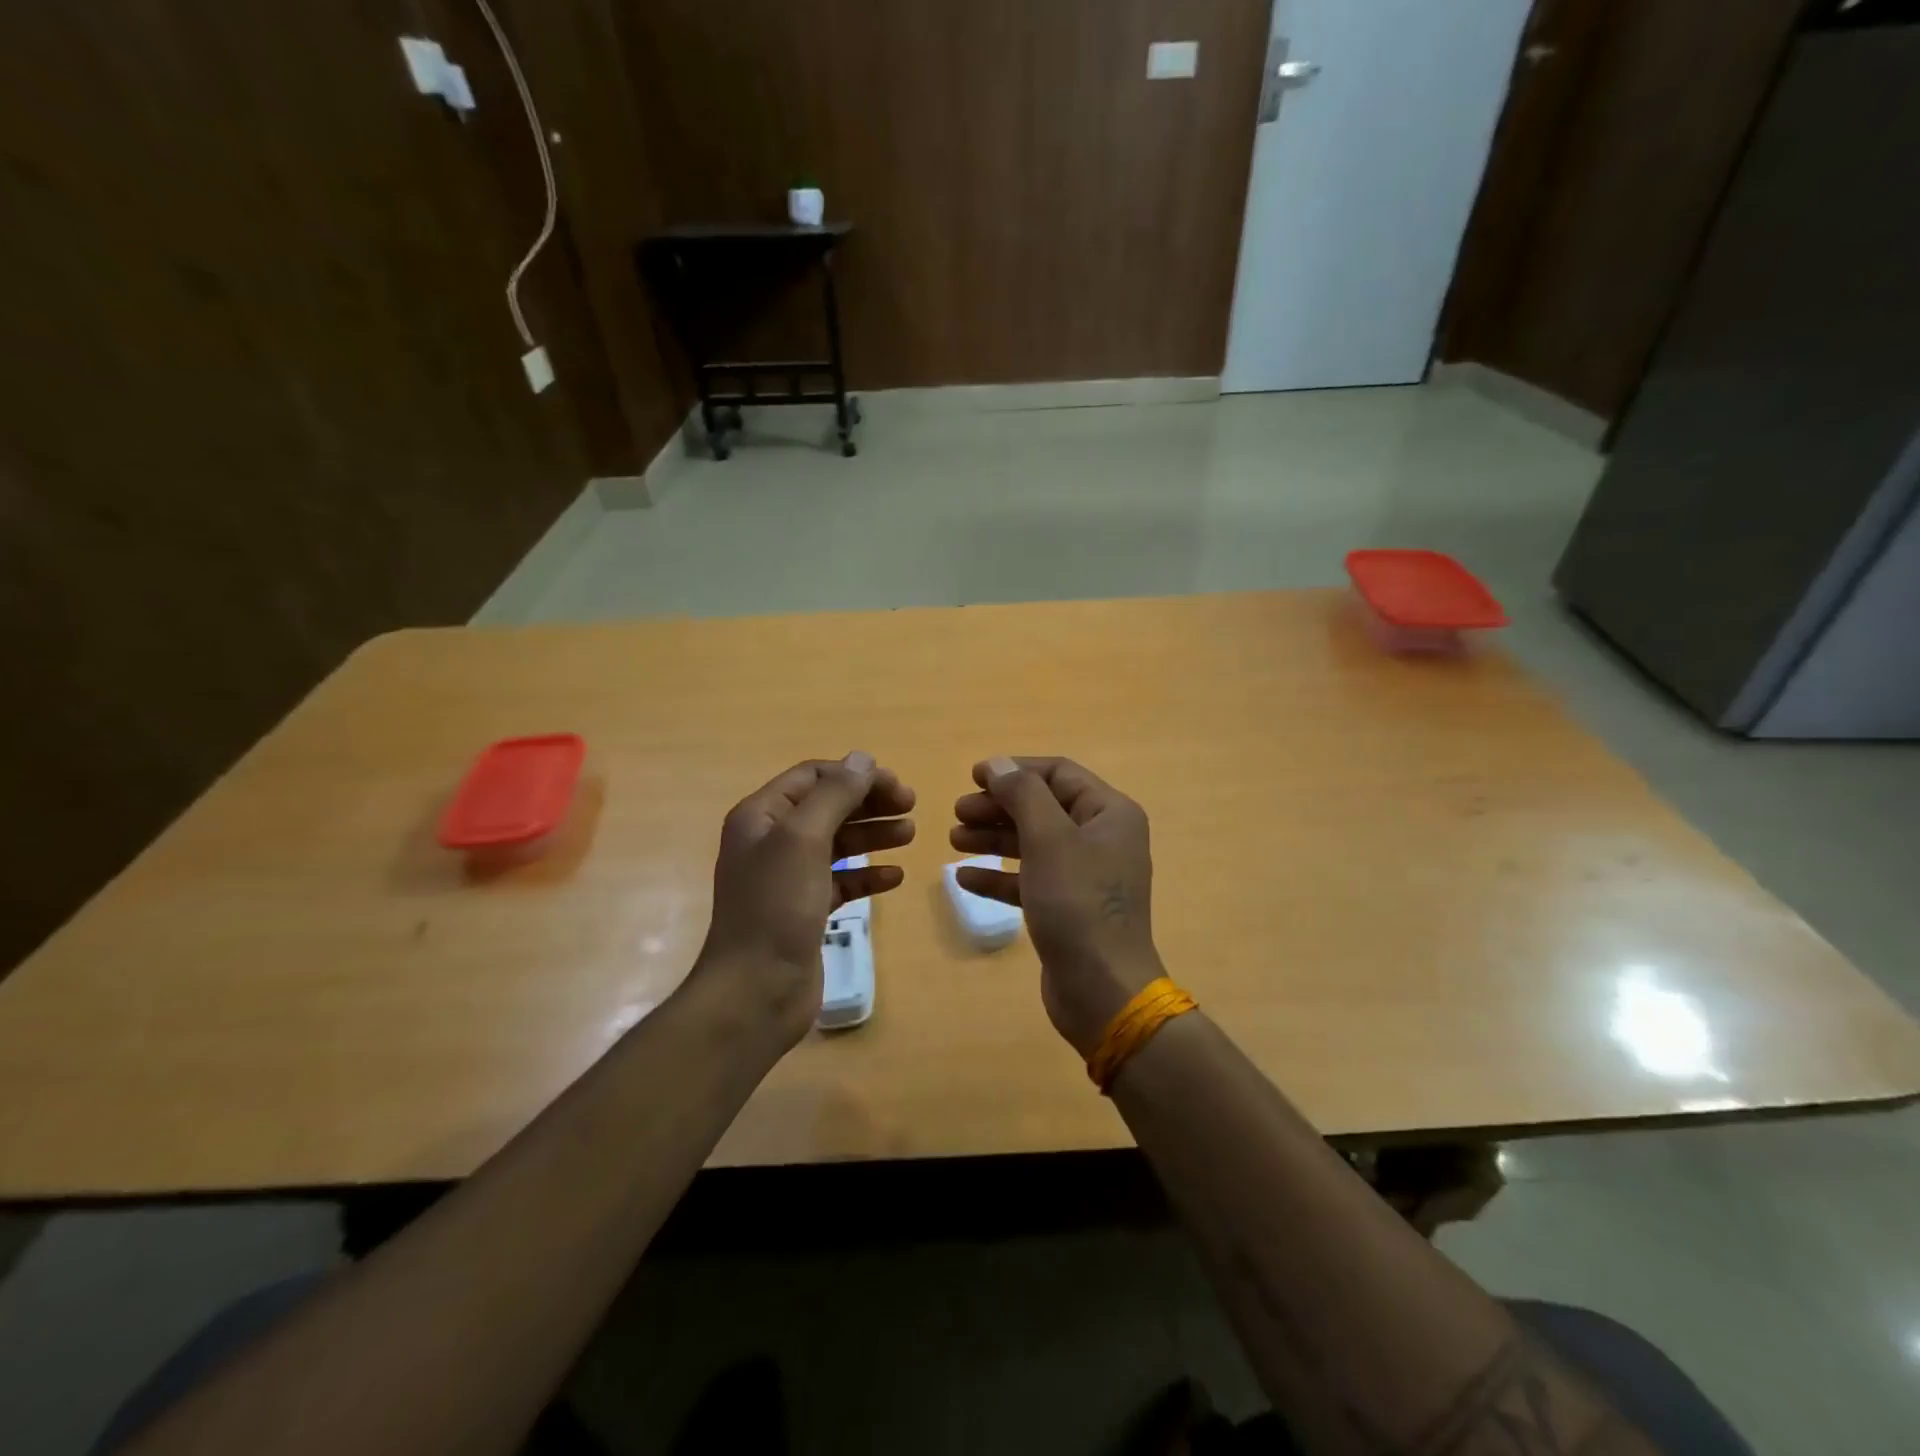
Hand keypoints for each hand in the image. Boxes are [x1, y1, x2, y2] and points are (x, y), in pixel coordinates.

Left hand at [698, 752, 914, 1044]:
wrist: (755, 991)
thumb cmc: (776, 907)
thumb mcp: (804, 839)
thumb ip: (835, 795)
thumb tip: (863, 758)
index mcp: (762, 816)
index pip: (813, 777)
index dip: (855, 775)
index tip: (897, 786)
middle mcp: (772, 841)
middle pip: (828, 807)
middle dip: (869, 803)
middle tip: (912, 807)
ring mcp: (789, 878)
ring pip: (838, 843)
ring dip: (873, 835)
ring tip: (911, 835)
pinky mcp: (806, 910)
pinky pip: (842, 881)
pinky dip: (867, 874)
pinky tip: (895, 877)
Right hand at [950, 757, 1164, 1056]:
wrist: (1102, 991)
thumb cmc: (1077, 904)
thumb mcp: (1049, 839)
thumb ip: (1023, 795)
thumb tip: (999, 765)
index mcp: (1110, 813)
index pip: (1059, 774)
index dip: (1015, 770)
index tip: (973, 776)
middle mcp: (1102, 839)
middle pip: (1043, 808)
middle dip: (999, 807)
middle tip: (958, 812)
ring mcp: (1085, 876)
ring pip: (1033, 844)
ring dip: (994, 839)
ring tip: (953, 840)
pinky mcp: (1068, 909)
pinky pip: (1030, 880)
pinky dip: (999, 876)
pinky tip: (964, 879)